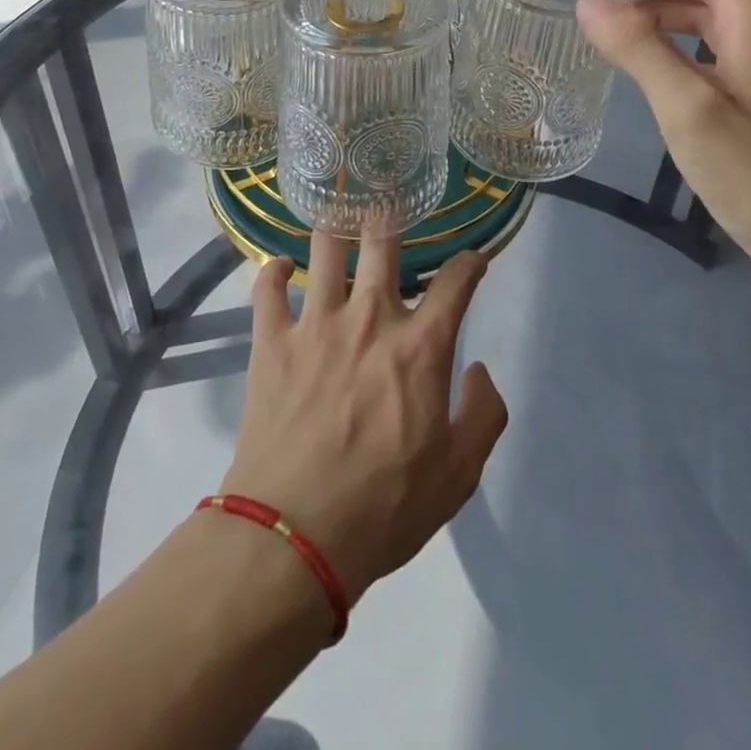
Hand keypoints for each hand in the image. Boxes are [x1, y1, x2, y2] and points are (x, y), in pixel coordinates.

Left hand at [219, 235, 507, 606]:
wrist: (295, 536)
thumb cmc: (384, 507)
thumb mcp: (458, 475)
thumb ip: (483, 415)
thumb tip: (478, 370)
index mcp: (420, 345)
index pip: (456, 279)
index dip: (471, 261)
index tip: (474, 260)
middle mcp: (370, 318)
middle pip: (383, 240)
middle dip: (392, 218)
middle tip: (392, 213)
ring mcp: (316, 323)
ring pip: (325, 248)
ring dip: (334, 229)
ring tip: (338, 221)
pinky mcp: (272, 341)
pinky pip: (267, 288)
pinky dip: (273, 271)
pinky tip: (281, 267)